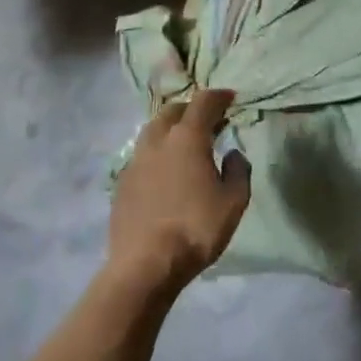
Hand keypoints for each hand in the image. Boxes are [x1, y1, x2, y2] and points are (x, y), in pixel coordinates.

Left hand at [109, 88, 251, 295]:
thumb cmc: (196, 229)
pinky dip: (157, 152)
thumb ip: (238, 170)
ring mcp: (135, 160)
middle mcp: (158, 140)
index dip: (219, 96)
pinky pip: (142, 155)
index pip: (204, 101)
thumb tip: (232, 153)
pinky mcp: (121, 182)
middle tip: (209, 122)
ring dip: (171, 128)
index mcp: (187, 137)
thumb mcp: (234, 201)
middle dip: (192, 109)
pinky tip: (165, 171)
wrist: (145, 264)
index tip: (230, 99)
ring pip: (153, 130)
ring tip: (185, 144)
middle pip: (174, 110)